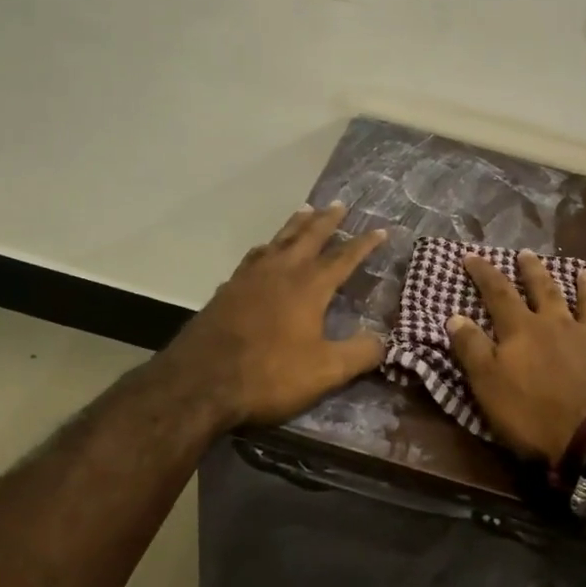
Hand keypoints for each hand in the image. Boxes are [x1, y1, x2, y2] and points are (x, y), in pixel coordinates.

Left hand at [163, 203, 387, 427]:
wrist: (200, 382)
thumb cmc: (269, 375)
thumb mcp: (325, 371)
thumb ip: (360, 354)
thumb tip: (385, 341)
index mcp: (309, 286)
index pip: (344, 258)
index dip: (364, 244)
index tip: (381, 230)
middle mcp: (281, 272)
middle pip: (308, 237)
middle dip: (327, 221)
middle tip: (338, 204)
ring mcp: (250, 278)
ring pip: (278, 240)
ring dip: (295, 225)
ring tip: (304, 211)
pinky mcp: (227, 290)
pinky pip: (253, 257)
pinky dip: (266, 248)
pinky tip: (263, 252)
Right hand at [448, 251, 585, 468]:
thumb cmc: (534, 414)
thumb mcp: (488, 385)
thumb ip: (472, 349)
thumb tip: (455, 316)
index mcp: (523, 330)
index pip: (498, 293)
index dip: (484, 273)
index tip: (472, 255)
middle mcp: (559, 324)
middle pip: (545, 290)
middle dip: (532, 271)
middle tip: (526, 253)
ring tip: (585, 271)